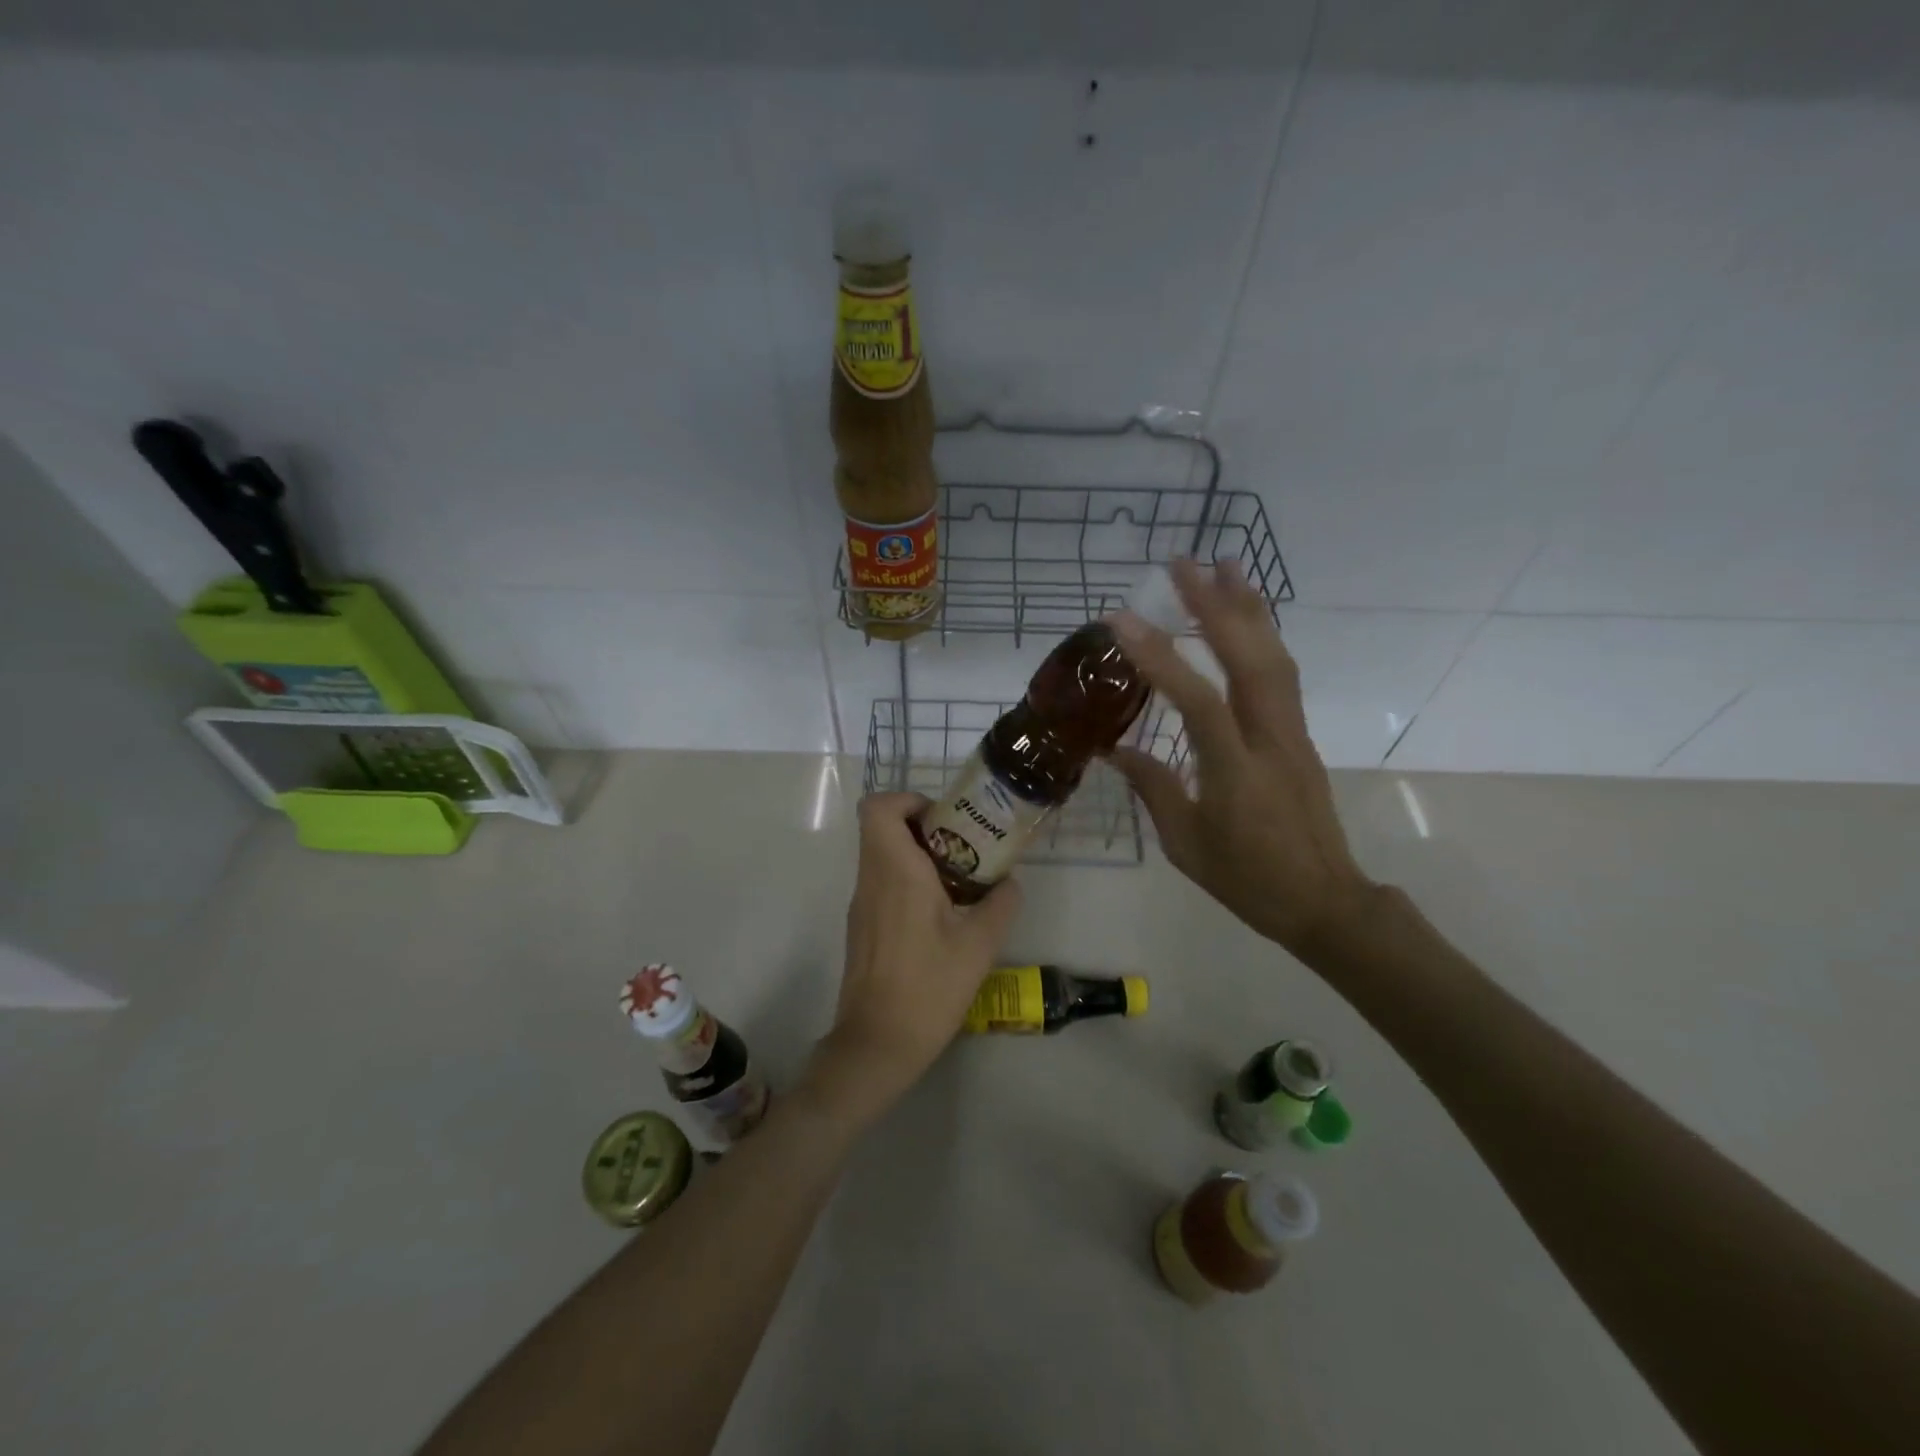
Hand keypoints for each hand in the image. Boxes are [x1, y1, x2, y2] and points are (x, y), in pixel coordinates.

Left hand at [804, 792, 1022, 1126]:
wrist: (876, 1044)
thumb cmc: (928, 988)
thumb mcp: (979, 946)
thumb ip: (1000, 905)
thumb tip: (1009, 882)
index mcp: (895, 871)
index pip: (878, 807)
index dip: (908, 801)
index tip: (944, 820)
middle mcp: (870, 879)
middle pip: (881, 827)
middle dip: (921, 826)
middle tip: (961, 846)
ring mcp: (861, 904)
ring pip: (880, 855)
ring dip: (915, 855)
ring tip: (958, 880)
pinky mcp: (861, 926)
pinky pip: (880, 882)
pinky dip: (906, 880)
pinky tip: (939, 914)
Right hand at [1108, 559, 1374, 962]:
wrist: (1324, 902)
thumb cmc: (1247, 880)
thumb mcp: (1186, 843)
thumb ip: (1154, 787)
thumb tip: (1116, 748)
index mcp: (1236, 771)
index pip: (1197, 700)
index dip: (1160, 656)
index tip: (1123, 619)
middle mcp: (1271, 738)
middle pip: (1249, 658)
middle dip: (1216, 605)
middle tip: (1183, 563)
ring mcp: (1292, 733)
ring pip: (1275, 657)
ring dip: (1248, 608)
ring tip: (1225, 566)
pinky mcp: (1300, 735)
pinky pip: (1282, 674)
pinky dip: (1263, 636)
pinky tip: (1247, 618)